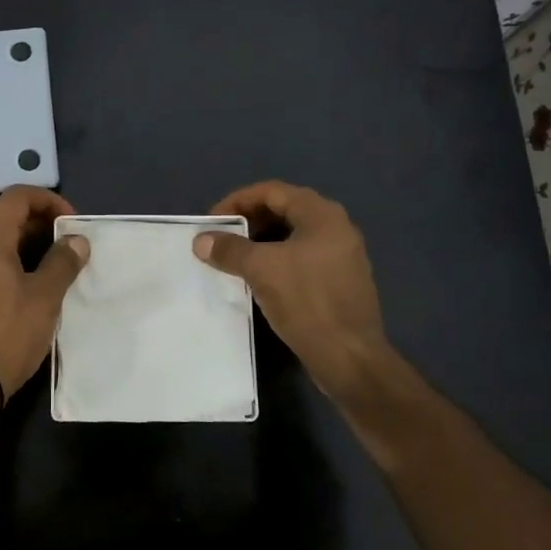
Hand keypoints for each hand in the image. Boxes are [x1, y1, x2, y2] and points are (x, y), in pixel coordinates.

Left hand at [0, 186, 88, 410]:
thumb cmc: (8, 333)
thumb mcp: (45, 297)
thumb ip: (63, 263)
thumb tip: (76, 239)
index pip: (16, 197)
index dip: (47, 200)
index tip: (70, 222)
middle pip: (7, 221)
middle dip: (42, 226)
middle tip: (70, 249)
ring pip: (0, 249)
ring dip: (30, 250)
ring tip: (57, 273)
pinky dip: (15, 270)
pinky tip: (33, 296)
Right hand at [193, 181, 394, 401]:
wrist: (349, 357)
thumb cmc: (307, 302)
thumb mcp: (261, 270)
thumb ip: (229, 249)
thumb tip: (201, 240)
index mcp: (322, 215)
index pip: (272, 191)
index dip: (237, 201)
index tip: (213, 221)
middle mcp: (336, 227)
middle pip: (284, 210)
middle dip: (249, 221)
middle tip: (222, 238)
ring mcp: (342, 255)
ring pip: (293, 236)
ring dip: (262, 242)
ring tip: (236, 258)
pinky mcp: (341, 280)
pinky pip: (302, 258)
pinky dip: (277, 260)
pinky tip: (260, 279)